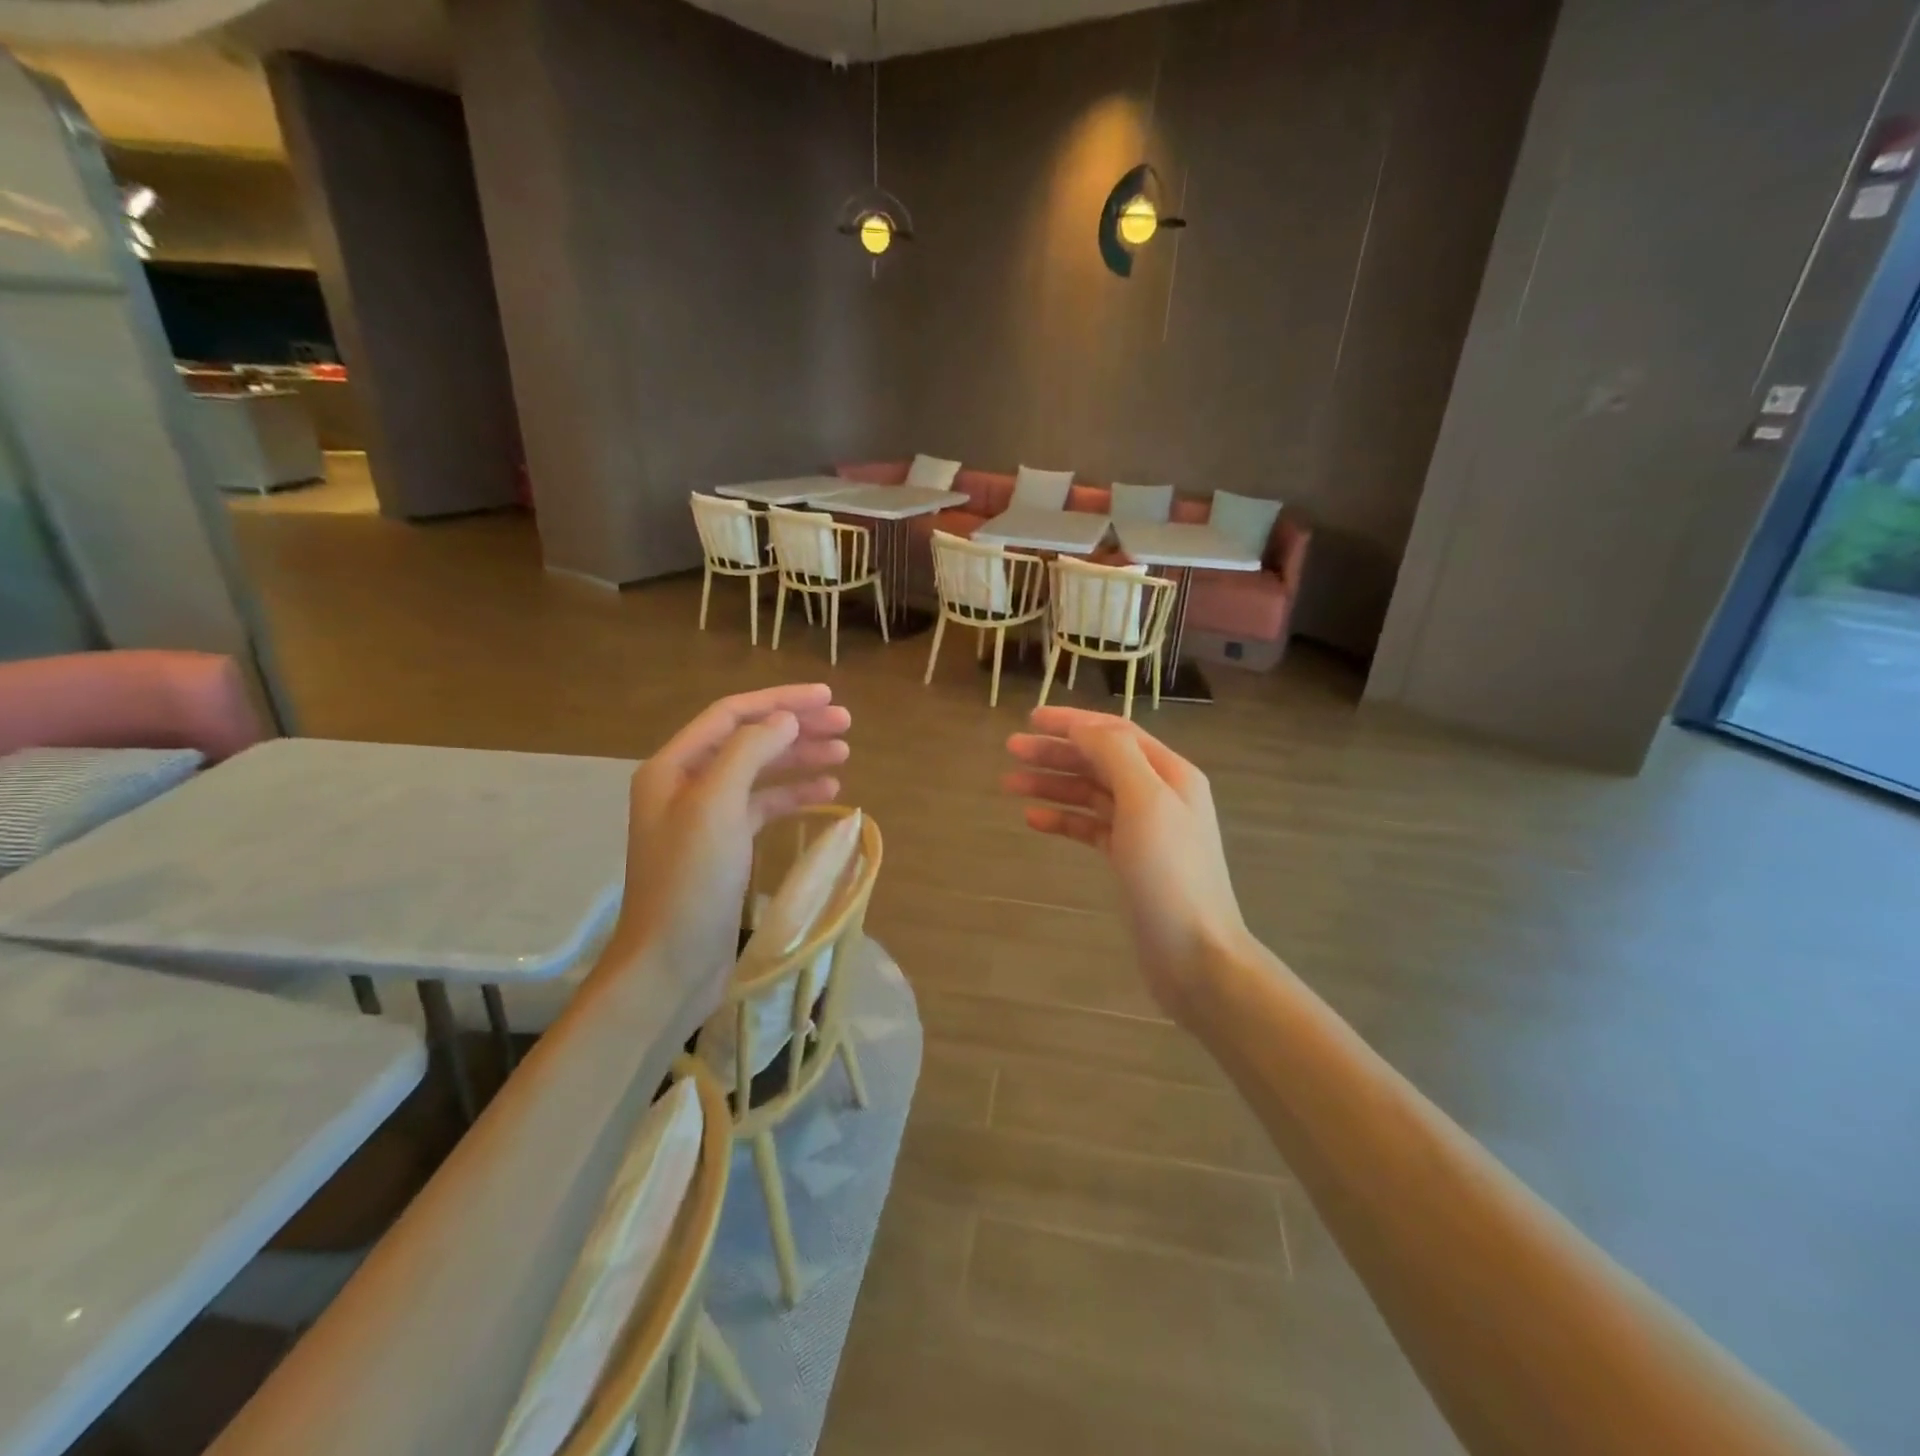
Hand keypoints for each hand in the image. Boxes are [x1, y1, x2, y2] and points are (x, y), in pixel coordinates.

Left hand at [612, 685, 850, 1017]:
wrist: (671, 964)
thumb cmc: (690, 881)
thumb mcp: (716, 806)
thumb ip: (750, 752)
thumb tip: (785, 719)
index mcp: (674, 766)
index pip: (733, 715)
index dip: (781, 701)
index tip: (827, 697)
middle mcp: (687, 784)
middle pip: (749, 739)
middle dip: (796, 728)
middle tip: (846, 724)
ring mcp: (707, 817)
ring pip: (760, 772)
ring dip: (800, 759)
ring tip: (845, 754)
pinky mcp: (726, 847)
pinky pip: (764, 807)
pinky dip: (794, 796)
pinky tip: (828, 794)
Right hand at [1004, 707, 1251, 1024]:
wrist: (1195, 953)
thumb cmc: (1170, 873)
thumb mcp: (1146, 802)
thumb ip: (1115, 755)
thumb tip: (1082, 727)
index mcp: (1169, 773)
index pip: (1115, 732)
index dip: (1073, 721)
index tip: (1031, 718)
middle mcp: (1158, 794)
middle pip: (1100, 760)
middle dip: (1056, 752)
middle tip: (1011, 750)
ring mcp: (1144, 829)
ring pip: (1091, 794)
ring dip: (1052, 784)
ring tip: (1010, 784)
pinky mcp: (1129, 860)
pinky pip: (1090, 828)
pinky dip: (1062, 820)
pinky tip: (1033, 820)